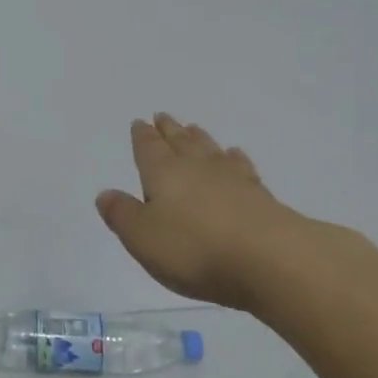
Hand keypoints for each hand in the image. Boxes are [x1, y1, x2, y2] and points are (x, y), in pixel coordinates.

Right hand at [95, 113, 377, 313]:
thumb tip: (105, 194)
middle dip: (169, 130)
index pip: (149, 148)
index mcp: (163, 173)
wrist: (272, 260)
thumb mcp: (142, 237)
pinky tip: (235, 155)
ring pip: (210, 150)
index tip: (140, 123)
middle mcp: (196, 168)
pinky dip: (235, 159)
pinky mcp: (261, 196)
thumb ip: (122, 214)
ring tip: (193, 129)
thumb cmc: (195, 249)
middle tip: (163, 117)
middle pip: (180, 142)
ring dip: (199, 139)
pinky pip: (241, 168)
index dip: (142, 136)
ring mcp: (232, 179)